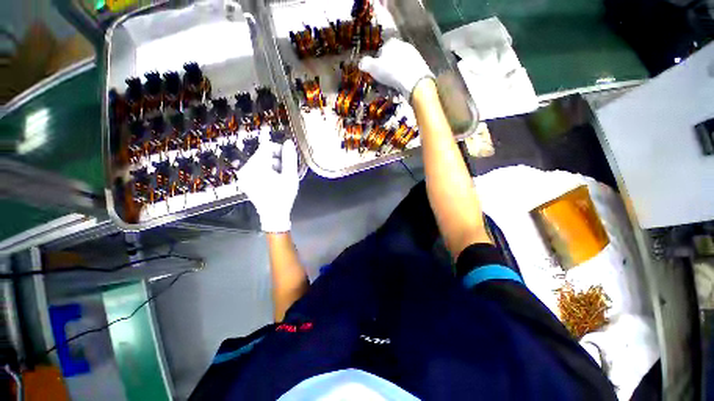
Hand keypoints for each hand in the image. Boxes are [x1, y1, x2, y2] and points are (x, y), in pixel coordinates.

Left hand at [237, 129, 299, 232]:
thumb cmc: (283, 196)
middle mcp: (247, 168)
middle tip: (287, 168)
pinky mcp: (245, 181)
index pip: (266, 147)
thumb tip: (288, 142)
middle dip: (276, 157)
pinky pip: (256, 169)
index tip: (281, 146)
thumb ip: (290, 158)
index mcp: (257, 166)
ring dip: (272, 164)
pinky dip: (266, 170)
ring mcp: (244, 176)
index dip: (276, 145)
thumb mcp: (290, 177)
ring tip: (282, 175)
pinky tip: (274, 179)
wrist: (273, 215)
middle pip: (262, 154)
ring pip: (260, 161)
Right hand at [359, 38, 433, 99]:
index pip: (380, 54)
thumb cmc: (392, 72)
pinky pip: (406, 76)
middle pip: (389, 64)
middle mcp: (403, 46)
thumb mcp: (373, 67)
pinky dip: (401, 84)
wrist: (415, 81)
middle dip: (384, 77)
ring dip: (392, 82)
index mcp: (391, 43)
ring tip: (391, 92)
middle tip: (382, 88)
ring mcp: (413, 57)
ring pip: (397, 71)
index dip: (376, 67)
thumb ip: (365, 64)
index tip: (375, 78)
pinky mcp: (420, 68)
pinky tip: (400, 91)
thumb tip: (361, 63)